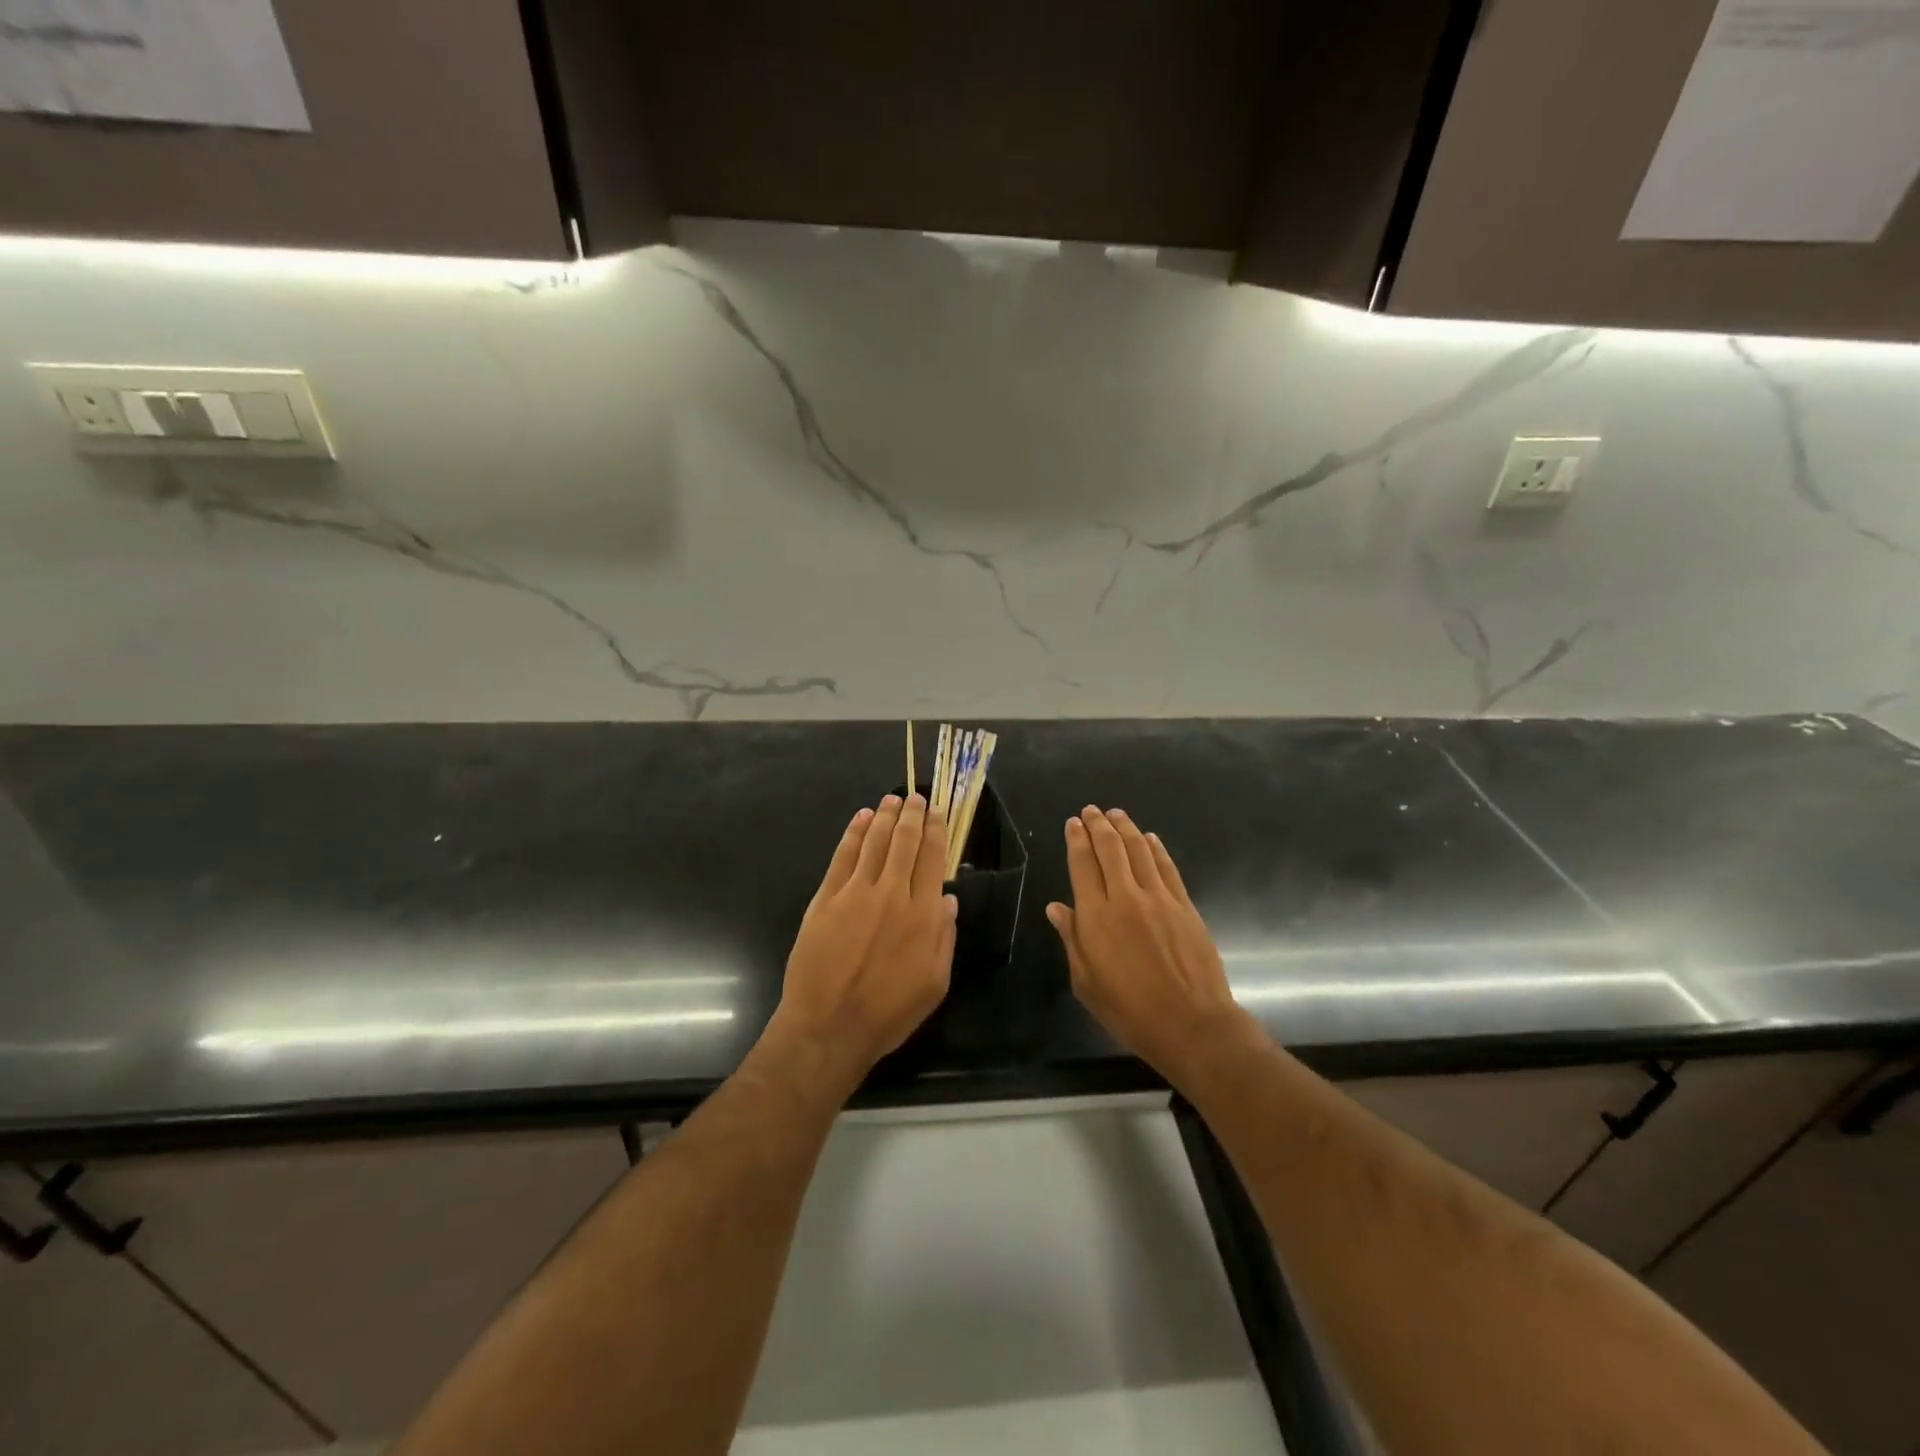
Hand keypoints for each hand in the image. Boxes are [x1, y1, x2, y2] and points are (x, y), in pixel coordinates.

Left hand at [772, 794, 956, 1084]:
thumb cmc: (888, 1012)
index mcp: (922, 915)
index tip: (938, 813)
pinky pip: (843, 856)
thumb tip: (948, 899)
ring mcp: (856, 892)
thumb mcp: (935, 983)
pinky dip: (854, 833)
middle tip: (916, 797)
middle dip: (912, 815)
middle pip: (905, 842)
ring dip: (885, 816)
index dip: (936, 832)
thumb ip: (945, 937)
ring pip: (874, 842)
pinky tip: (861, 819)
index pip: (932, 859)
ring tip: (892, 799)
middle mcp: (892, 894)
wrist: (829, 1026)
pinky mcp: (826, 898)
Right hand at [1046, 806, 1257, 1086]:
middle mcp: (1125, 898)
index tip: (1073, 823)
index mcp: (1096, 917)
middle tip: (1091, 810)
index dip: (1076, 840)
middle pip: (1110, 849)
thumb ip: (1072, 940)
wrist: (1191, 1024)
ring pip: (1139, 851)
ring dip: (1126, 828)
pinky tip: (1149, 838)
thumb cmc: (1130, 1011)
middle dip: (1098, 825)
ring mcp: (1159, 899)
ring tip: (1116, 814)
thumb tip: (1057, 908)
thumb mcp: (1087, 983)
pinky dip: (1156, 848)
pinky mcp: (1185, 906)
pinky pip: (1167, 868)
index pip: (1082, 865)